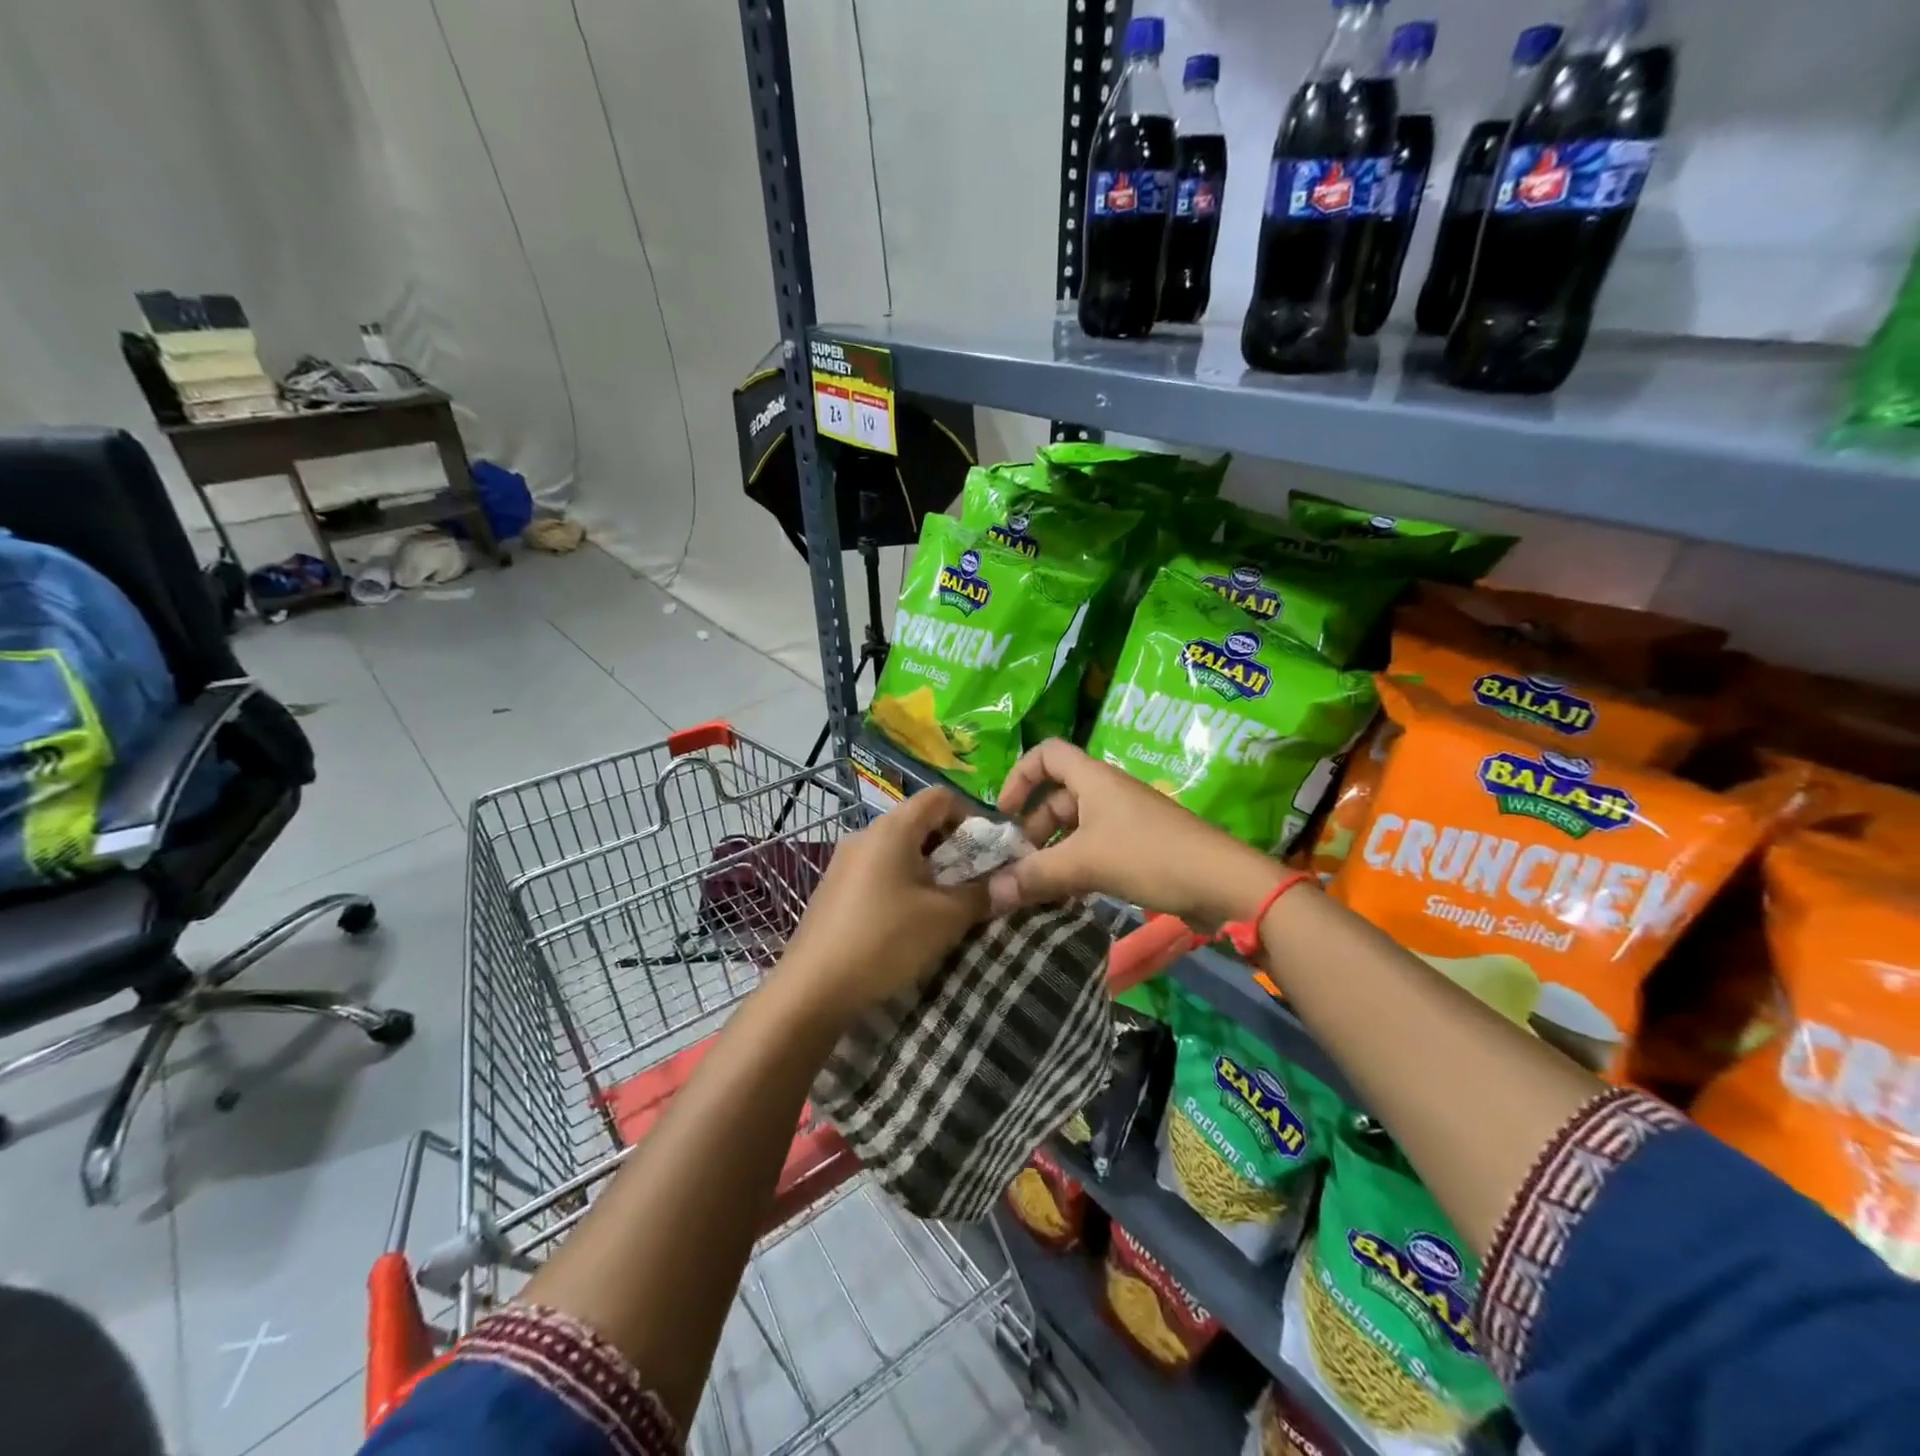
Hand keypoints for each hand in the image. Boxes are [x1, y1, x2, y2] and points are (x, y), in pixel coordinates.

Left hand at [781, 788, 989, 1022]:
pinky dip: (901, 884)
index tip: (987, 852)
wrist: (812, 989)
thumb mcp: (945, 919)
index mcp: (892, 828)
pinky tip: (906, 922)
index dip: (970, 816)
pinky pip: (878, 872)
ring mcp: (844, 862)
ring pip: (898, 850)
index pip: (940, 797)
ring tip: (943, 907)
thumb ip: (981, 894)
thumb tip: (1009, 884)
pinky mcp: (833, 889)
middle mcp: (865, 834)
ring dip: (927, 870)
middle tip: (971, 883)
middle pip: (918, 822)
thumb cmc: (885, 940)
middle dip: (951, 848)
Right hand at [989, 739, 1285, 926]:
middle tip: (1019, 864)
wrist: (1222, 883)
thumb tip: (990, 894)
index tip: (1005, 813)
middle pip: (1057, 797)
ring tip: (1037, 888)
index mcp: (1093, 779)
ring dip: (1053, 854)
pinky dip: (1076, 868)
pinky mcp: (1139, 848)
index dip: (1020, 776)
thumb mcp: (1085, 863)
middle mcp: (1107, 792)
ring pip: (1075, 829)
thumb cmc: (1149, 856)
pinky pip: (1095, 850)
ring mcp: (1125, 821)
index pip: (1047, 754)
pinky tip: (1065, 897)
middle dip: (1033, 828)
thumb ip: (1036, 876)